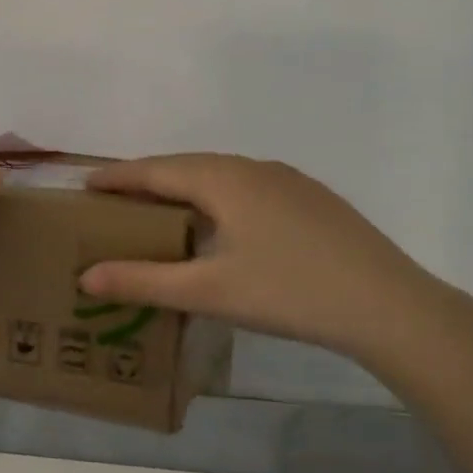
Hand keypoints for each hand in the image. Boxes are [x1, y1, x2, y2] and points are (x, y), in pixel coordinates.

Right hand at [80, 154, 451, 374]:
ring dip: (187, 189)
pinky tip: (223, 228)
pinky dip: (220, 201)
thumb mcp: (208, 291)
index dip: (118, 177)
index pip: (157, 170)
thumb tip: (85, 276)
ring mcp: (291, 183)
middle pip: (189, 167)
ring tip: (162, 212)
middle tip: (117, 201)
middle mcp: (257, 169)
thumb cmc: (289, 293)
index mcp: (226, 180)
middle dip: (149, 180)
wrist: (387, 305)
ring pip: (223, 177)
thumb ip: (143, 281)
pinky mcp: (314, 202)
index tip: (85, 183)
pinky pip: (250, 190)